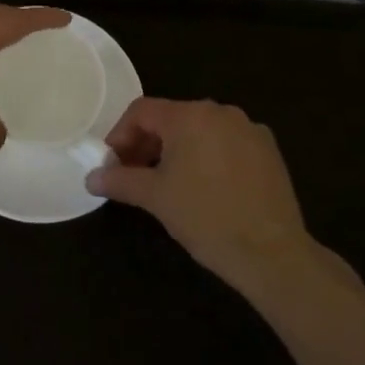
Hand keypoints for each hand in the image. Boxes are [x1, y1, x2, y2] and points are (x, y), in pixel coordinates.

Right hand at [86, 97, 353, 297]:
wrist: (273, 254)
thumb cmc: (206, 218)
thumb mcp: (155, 198)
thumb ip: (120, 180)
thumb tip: (91, 177)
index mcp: (189, 116)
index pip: (142, 111)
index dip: (121, 133)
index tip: (114, 162)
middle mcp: (219, 111)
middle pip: (172, 118)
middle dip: (148, 143)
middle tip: (136, 173)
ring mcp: (248, 128)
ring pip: (200, 130)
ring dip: (178, 149)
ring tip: (169, 182)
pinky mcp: (268, 150)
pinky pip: (227, 142)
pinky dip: (209, 156)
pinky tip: (207, 187)